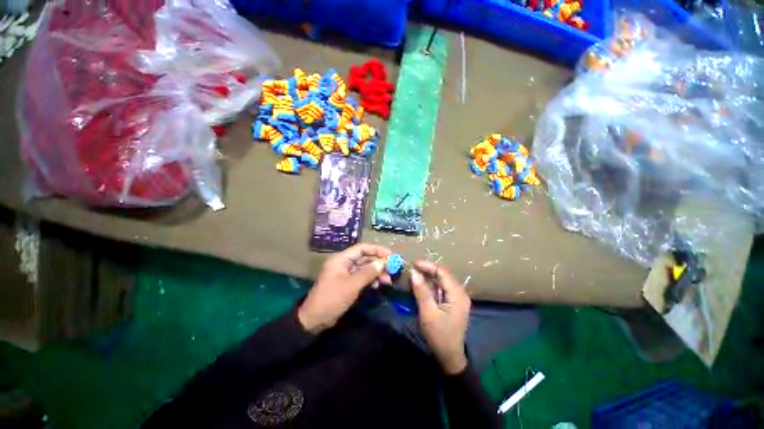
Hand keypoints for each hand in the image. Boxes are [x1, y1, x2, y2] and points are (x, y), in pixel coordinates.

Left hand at [298, 243, 392, 333]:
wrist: (315, 320)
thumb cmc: (332, 299)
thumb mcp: (352, 285)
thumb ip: (368, 272)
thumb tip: (383, 263)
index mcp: (341, 259)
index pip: (362, 248)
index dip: (377, 250)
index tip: (391, 255)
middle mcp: (344, 263)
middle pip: (365, 258)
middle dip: (379, 263)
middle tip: (392, 270)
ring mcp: (345, 273)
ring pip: (365, 268)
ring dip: (376, 272)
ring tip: (387, 281)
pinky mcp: (347, 283)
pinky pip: (362, 277)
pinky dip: (370, 280)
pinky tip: (378, 285)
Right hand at [410, 261, 470, 374]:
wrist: (450, 357)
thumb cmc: (439, 335)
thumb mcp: (428, 313)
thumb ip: (421, 291)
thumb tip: (413, 272)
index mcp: (457, 294)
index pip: (443, 272)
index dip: (428, 266)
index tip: (413, 264)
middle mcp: (460, 293)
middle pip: (443, 275)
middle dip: (427, 270)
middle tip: (412, 269)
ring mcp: (458, 298)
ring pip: (442, 281)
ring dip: (429, 277)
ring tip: (414, 275)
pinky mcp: (453, 303)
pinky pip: (442, 288)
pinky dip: (431, 285)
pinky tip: (421, 286)